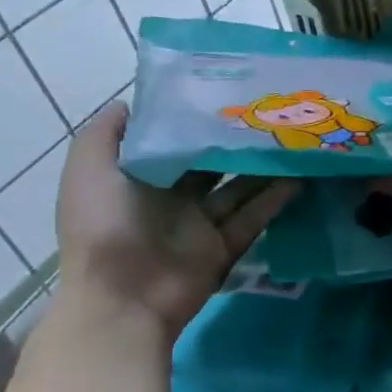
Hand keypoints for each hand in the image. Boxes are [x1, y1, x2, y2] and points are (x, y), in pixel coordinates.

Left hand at [55, 103, 294, 337]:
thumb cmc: (105, 227)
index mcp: (137, 179)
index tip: (226, 94)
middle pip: (210, 165)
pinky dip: (275, 199)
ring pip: (238, 189)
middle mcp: (169, 199)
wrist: (125, 297)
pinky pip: (253, 218)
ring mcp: (199, 225)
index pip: (171, 144)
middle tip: (270, 115)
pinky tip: (300, 176)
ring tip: (294, 141)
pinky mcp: (224, 247)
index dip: (195, 121)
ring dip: (263, 168)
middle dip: (235, 143)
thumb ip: (106, 134)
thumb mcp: (90, 170)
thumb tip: (132, 102)